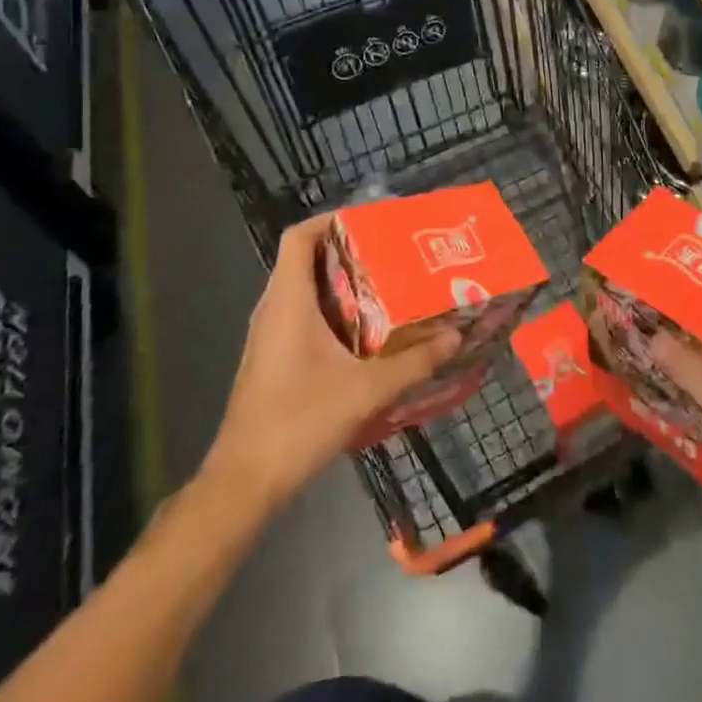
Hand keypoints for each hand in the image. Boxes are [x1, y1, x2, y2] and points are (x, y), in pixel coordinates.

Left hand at [200, 213, 460, 511]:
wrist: (245, 481)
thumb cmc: (299, 421)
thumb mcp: (366, 390)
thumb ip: (414, 362)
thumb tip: (456, 336)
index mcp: (288, 301)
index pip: (299, 236)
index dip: (331, 220)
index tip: (370, 222)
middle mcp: (273, 309)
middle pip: (305, 259)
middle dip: (348, 250)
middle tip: (392, 253)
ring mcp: (269, 335)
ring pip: (304, 289)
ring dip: (342, 282)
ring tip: (388, 285)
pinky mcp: (272, 358)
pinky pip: (302, 315)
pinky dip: (332, 310)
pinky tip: (366, 332)